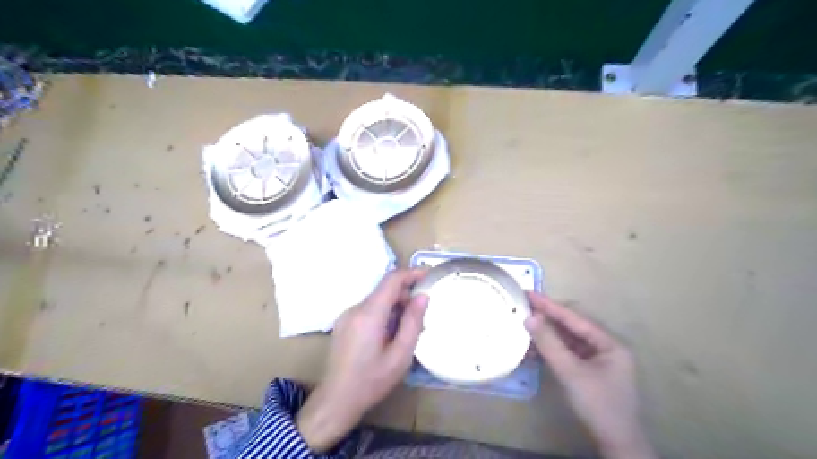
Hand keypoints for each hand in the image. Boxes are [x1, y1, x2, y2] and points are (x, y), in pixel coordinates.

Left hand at [296, 270, 427, 451]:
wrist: (337, 399)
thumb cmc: (372, 380)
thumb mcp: (400, 355)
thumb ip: (412, 322)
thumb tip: (422, 296)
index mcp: (369, 314)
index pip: (391, 280)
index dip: (411, 273)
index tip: (428, 275)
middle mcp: (355, 308)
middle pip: (384, 290)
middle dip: (406, 295)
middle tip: (423, 313)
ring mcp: (347, 315)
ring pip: (377, 299)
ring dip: (395, 306)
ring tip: (408, 328)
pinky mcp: (344, 323)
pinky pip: (368, 309)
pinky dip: (384, 313)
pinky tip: (391, 334)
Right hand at [527, 292, 655, 458]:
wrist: (616, 444)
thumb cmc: (597, 405)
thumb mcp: (570, 372)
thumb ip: (549, 343)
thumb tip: (529, 317)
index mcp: (610, 343)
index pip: (575, 318)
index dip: (550, 306)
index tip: (529, 294)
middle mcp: (607, 346)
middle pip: (573, 325)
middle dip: (549, 317)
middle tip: (526, 307)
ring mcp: (599, 359)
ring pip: (570, 338)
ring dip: (550, 332)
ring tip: (528, 322)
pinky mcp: (591, 370)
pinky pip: (570, 351)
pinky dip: (554, 347)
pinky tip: (538, 344)